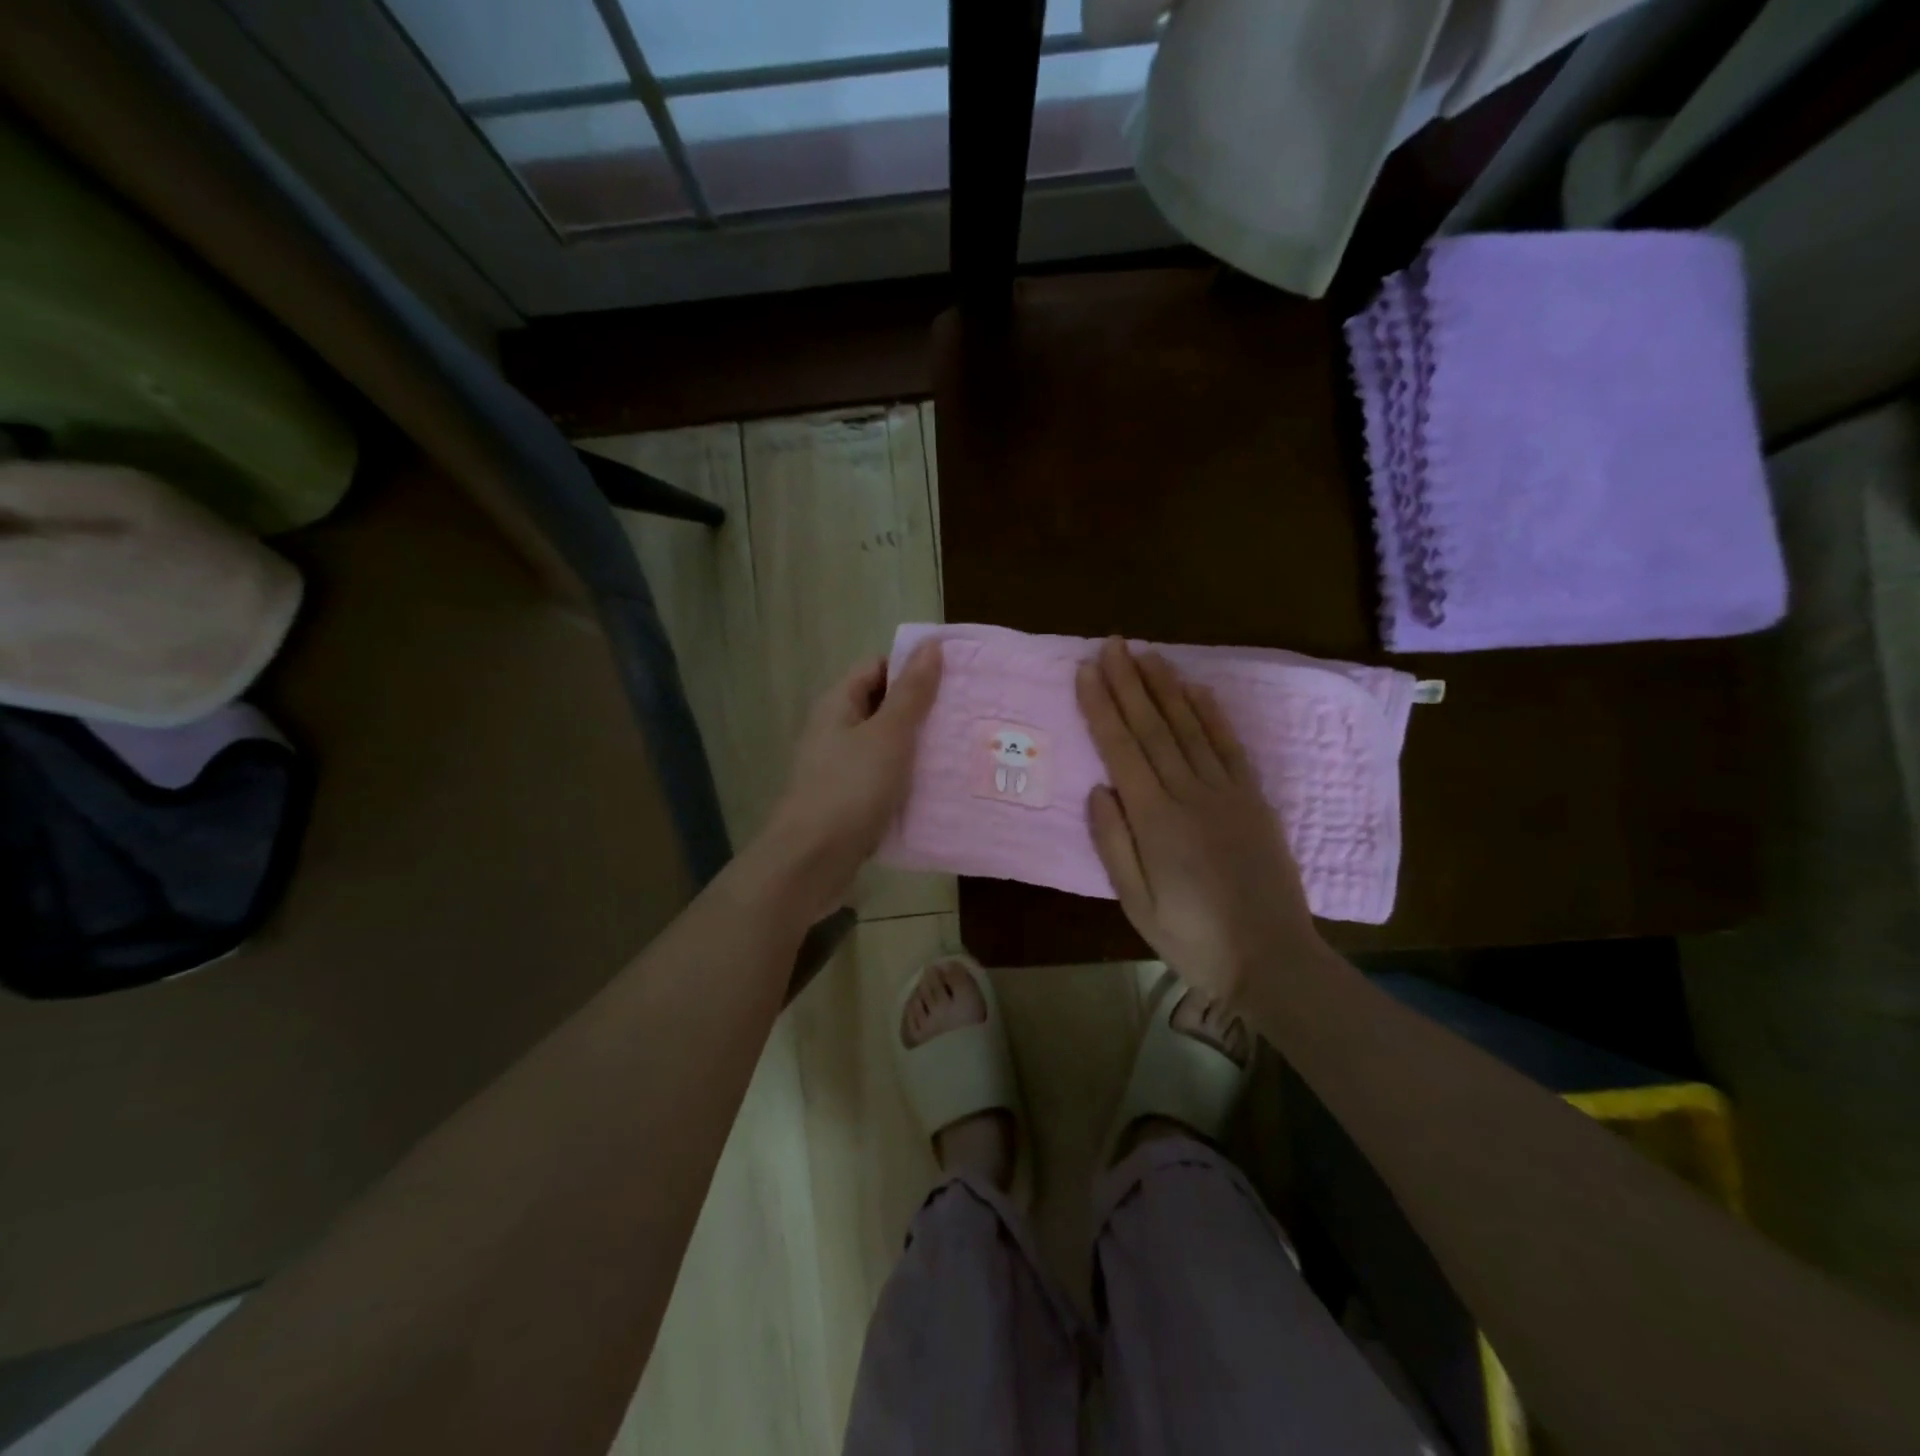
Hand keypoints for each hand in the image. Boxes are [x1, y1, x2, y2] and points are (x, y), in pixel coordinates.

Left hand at [752, 641, 942, 919]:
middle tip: (968, 715)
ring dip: (919, 748)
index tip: (955, 678)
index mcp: (839, 705)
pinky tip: (940, 788)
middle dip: (923, 710)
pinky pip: (885, 780)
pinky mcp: (850, 802)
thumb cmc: (850, 789)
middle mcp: (836, 731)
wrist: (811, 862)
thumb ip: (911, 693)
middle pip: (884, 707)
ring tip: (963, 749)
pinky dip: (909, 780)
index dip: (913, 667)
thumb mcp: (888, 735)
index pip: (877, 668)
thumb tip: (930, 644)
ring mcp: (841, 768)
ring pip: (887, 747)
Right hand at [1076, 637, 1321, 1000]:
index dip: (1101, 707)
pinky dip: (1212, 714)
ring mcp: (1226, 792)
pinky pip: (1229, 746)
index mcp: (1156, 819)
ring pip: (1190, 728)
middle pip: (1153, 728)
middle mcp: (1190, 793)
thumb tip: (1099, 788)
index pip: (1121, 749)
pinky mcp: (1254, 799)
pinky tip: (1196, 690)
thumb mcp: (1137, 903)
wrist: (1272, 958)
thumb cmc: (1193, 938)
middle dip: (1128, 682)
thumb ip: (1114, 843)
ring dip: (1165, 688)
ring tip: (1146, 654)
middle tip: (1111, 644)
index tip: (1085, 671)